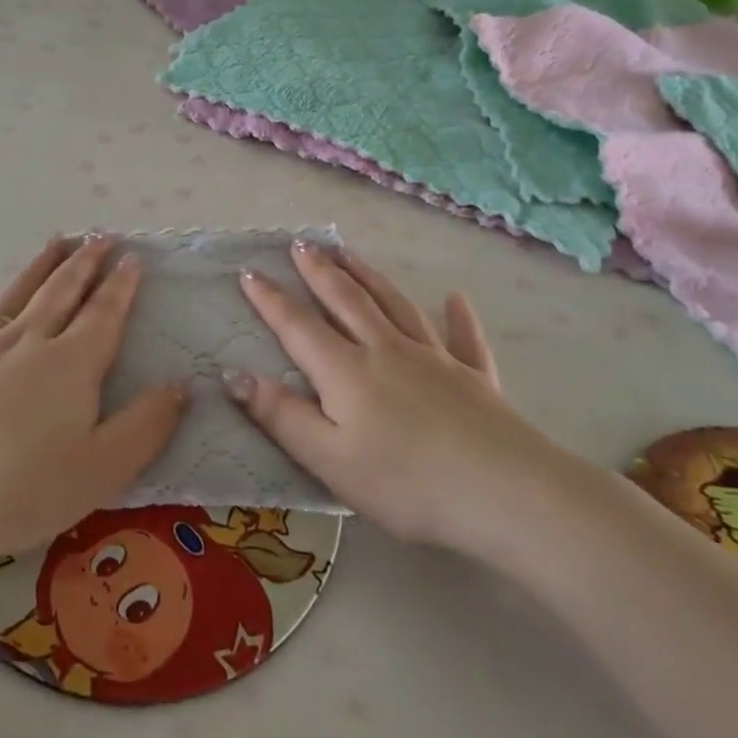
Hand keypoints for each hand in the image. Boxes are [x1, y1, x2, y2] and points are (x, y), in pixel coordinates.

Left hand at [0, 235, 185, 571]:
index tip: (132, 256)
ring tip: (57, 239)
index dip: (121, 285)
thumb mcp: (102, 469)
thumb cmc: (20, 491)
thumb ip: (147, 425)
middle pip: (62, 291)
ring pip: (16, 293)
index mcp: (71, 364)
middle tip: (100, 235)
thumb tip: (180, 385)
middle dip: (85, 262)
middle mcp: (28, 341)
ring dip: (39, 265)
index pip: (104, 314)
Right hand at [228, 242, 583, 554]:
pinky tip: (456, 298)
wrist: (503, 492)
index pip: (299, 326)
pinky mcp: (474, 377)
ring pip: (395, 305)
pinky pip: (464, 339)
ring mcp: (435, 359)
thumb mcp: (329, 459)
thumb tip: (234, 375)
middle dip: (319, 271)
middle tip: (301, 244)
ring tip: (350, 254)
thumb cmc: (405, 483)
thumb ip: (281, 416)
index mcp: (347, 371)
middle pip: (347, 301)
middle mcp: (387, 350)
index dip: (270, 299)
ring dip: (370, 277)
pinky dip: (458, 317)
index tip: (249, 271)